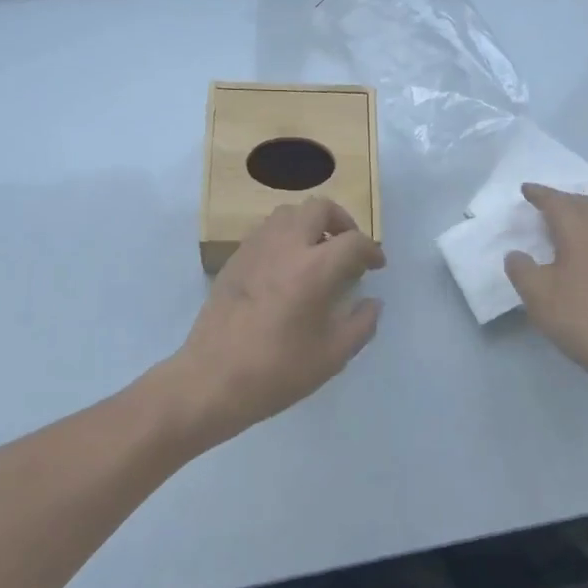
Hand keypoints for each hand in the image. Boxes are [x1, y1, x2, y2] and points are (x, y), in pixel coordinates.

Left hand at [159, 198, 384, 445]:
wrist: (212, 378)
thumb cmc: (277, 371)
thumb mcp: (332, 357)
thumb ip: (360, 325)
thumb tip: (372, 303)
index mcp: (315, 269)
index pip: (353, 241)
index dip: (371, 250)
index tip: (376, 265)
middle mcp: (286, 246)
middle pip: (319, 208)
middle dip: (341, 221)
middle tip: (348, 247)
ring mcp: (256, 248)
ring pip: (289, 212)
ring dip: (310, 223)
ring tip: (317, 252)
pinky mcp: (235, 258)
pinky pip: (266, 230)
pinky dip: (285, 236)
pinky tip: (287, 266)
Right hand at [505, 183, 587, 382]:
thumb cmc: (580, 316)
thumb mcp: (537, 294)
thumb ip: (521, 269)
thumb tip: (516, 255)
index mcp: (580, 232)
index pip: (557, 202)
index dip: (540, 194)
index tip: (525, 189)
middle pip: (583, 204)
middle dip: (561, 198)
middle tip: (541, 202)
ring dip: (577, 214)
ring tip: (557, 223)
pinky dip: (587, 231)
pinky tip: (578, 250)